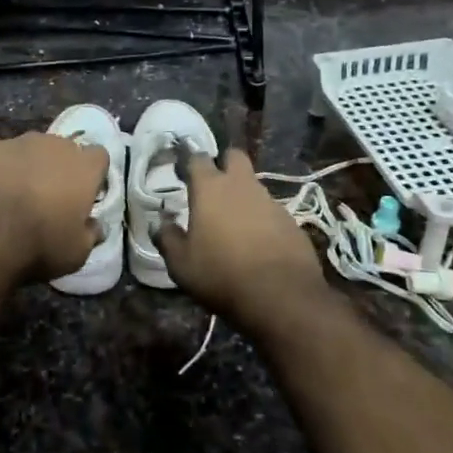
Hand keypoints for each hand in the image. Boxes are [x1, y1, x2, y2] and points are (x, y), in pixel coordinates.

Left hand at [0, 132, 107, 283]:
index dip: (92, 175)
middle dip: (57, 168)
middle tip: (47, 197)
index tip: (84, 195)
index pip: (98, 157)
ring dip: (24, 164)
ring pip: (26, 147)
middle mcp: (52, 144)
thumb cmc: (39, 245)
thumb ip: (90, 234)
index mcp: (83, 166)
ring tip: (10, 193)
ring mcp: (15, 141)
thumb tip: (97, 226)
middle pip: (62, 149)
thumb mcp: (77, 253)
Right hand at [155, 146, 326, 331]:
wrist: (281, 296)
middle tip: (212, 186)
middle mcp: (242, 186)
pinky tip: (257, 243)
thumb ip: (167, 238)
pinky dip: (261, 219)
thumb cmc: (221, 274)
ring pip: (253, 185)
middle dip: (223, 163)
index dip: (188, 162)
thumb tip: (161, 222)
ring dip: (242, 195)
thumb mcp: (181, 264)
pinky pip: (271, 211)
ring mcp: (271, 201)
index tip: (181, 172)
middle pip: (234, 156)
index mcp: (210, 189)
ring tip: (232, 223)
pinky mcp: (291, 221)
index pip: (197, 158)